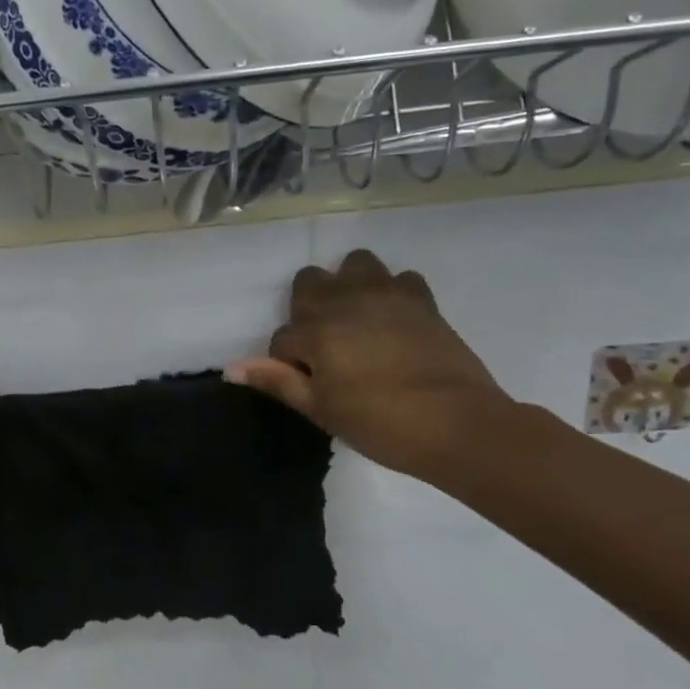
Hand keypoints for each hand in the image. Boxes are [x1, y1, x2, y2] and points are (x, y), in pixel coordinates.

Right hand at [227, 248, 509, 479]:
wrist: (458, 425)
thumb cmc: (380, 424)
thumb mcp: (321, 410)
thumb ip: (277, 382)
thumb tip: (231, 368)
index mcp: (316, 331)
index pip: (283, 337)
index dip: (288, 362)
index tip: (307, 384)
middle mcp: (346, 302)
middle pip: (310, 281)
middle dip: (308, 307)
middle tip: (325, 346)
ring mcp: (387, 295)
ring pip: (355, 264)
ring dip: (348, 286)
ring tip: (357, 320)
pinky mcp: (422, 300)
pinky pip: (400, 278)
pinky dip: (392, 292)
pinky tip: (395, 320)